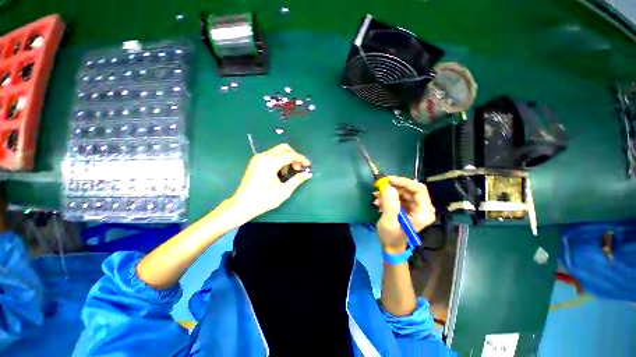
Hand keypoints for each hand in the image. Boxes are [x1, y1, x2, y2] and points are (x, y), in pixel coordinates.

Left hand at [231, 143, 312, 219]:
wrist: (242, 205)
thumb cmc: (264, 199)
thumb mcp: (284, 191)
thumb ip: (297, 180)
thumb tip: (308, 174)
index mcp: (270, 162)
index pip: (290, 155)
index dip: (301, 159)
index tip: (308, 166)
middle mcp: (263, 156)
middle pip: (283, 148)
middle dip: (294, 157)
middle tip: (298, 168)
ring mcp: (258, 158)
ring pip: (277, 151)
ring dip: (286, 159)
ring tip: (288, 173)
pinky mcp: (255, 162)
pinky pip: (271, 156)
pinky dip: (279, 161)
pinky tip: (280, 173)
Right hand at [373, 176, 435, 252]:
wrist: (391, 246)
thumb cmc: (391, 236)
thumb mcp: (389, 221)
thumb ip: (390, 204)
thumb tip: (388, 186)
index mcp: (423, 212)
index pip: (419, 189)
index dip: (404, 182)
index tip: (388, 180)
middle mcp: (423, 208)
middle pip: (410, 189)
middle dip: (393, 187)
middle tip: (379, 186)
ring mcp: (416, 207)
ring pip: (403, 191)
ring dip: (389, 192)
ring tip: (376, 198)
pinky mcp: (409, 207)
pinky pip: (399, 196)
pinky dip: (389, 196)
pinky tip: (379, 202)